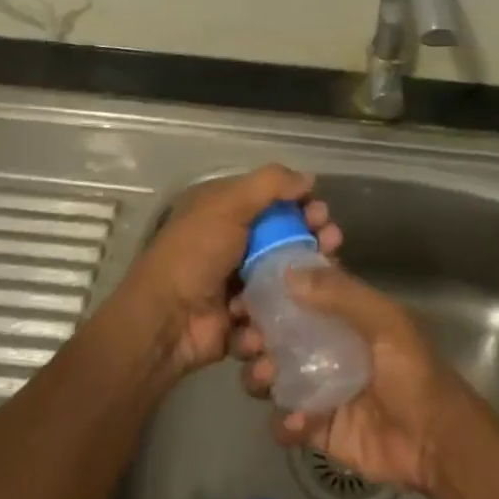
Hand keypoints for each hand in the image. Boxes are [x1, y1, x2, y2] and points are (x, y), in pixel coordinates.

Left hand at [116, 165, 341, 376]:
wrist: (166, 321)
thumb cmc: (195, 254)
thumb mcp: (227, 205)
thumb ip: (269, 185)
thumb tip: (307, 178)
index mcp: (225, 213)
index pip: (273, 202)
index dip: (301, 204)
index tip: (321, 213)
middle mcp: (235, 244)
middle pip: (287, 238)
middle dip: (313, 238)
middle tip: (331, 242)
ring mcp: (241, 283)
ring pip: (288, 276)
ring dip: (308, 275)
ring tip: (323, 276)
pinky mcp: (247, 318)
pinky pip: (277, 310)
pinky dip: (288, 308)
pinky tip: (296, 308)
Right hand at [235, 263, 477, 495]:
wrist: (437, 443)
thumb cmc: (414, 372)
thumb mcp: (385, 323)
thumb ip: (341, 295)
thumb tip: (287, 272)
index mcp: (342, 315)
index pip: (297, 292)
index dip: (269, 290)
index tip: (245, 290)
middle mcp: (323, 346)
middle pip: (274, 334)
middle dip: (254, 335)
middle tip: (249, 341)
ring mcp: (317, 387)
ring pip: (269, 375)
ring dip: (259, 375)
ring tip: (266, 379)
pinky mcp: (315, 427)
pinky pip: (283, 421)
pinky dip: (284, 422)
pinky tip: (300, 422)